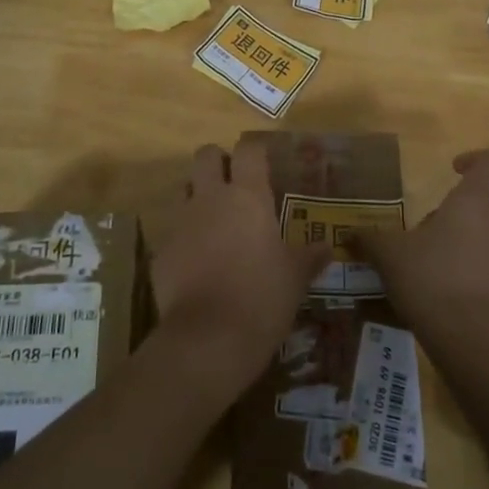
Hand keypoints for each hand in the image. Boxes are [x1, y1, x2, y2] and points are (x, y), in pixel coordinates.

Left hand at [149, 139, 330, 398]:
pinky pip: (173, 231)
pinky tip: (199, 263)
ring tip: (216, 221)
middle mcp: (210, 199)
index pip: (248, 150)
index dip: (256, 151)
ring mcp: (181, 223)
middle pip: (206, 155)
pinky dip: (186, 237)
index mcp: (248, 197)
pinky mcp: (161, 251)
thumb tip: (327, 247)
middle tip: (234, 183)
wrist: (209, 338)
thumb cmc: (263, 297)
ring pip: (184, 189)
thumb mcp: (296, 277)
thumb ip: (310, 256)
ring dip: (198, 195)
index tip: (264, 162)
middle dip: (218, 161)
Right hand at [362, 149, 488, 350]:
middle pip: (480, 208)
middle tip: (419, 239)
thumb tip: (352, 233)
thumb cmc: (432, 280)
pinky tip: (446, 302)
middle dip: (451, 218)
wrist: (475, 343)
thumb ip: (371, 239)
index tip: (453, 169)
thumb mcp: (390, 256)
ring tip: (429, 274)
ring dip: (462, 249)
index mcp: (475, 203)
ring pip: (486, 241)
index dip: (475, 159)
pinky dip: (473, 280)